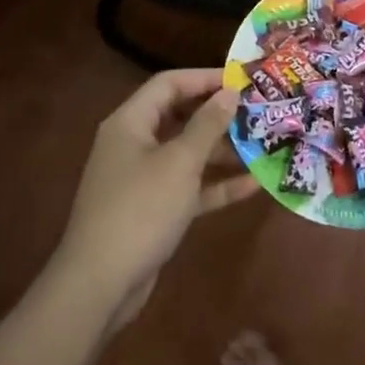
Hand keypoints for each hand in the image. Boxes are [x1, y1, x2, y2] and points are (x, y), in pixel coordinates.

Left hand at [49, 69, 257, 329]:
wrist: (100, 285)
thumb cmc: (140, 210)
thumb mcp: (180, 162)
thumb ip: (207, 125)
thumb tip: (229, 92)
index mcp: (130, 122)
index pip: (169, 84)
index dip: (205, 78)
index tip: (243, 81)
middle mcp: (134, 144)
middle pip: (180, 117)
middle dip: (218, 115)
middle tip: (258, 112)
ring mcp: (143, 179)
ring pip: (187, 154)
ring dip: (223, 150)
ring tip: (264, 145)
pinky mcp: (154, 211)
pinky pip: (189, 187)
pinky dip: (216, 184)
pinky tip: (254, 184)